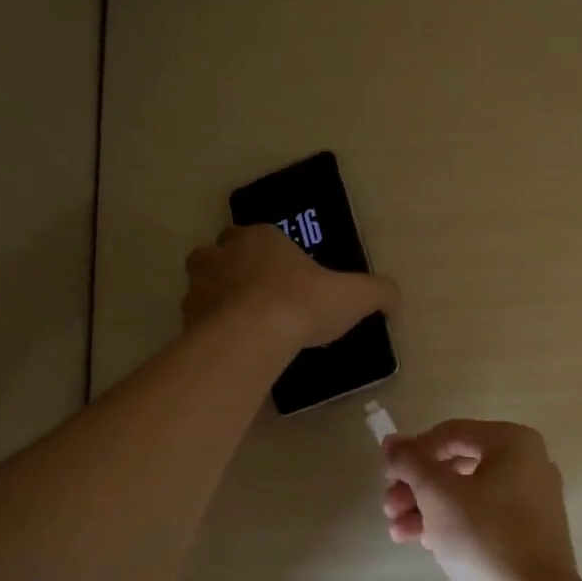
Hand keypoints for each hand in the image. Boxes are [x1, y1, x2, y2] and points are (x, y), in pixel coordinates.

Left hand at [183, 225, 398, 350]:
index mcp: (261, 238)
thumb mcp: (353, 296)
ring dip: (213, 298)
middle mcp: (224, 253)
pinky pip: (194, 319)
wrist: (256, 334)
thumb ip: (377, 292)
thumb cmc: (304, 303)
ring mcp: (200, 285)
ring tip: (236, 323)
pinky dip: (206, 329)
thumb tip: (394, 298)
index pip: (257, 235)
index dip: (268, 252)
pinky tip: (227, 346)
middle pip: (219, 253)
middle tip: (253, 296)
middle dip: (230, 269)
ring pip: (200, 284)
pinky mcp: (187, 317)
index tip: (281, 275)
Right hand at [381, 420, 581, 580]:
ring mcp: (530, 501)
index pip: (450, 433)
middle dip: (416, 485)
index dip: (413, 451)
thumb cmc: (484, 536)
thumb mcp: (438, 494)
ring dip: (425, 508)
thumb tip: (391, 441)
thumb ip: (411, 462)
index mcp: (513, 443)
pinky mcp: (526, 534)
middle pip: (456, 464)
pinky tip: (421, 542)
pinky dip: (450, 524)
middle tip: (388, 506)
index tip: (387, 475)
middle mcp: (527, 464)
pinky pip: (481, 518)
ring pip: (465, 494)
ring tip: (397, 531)